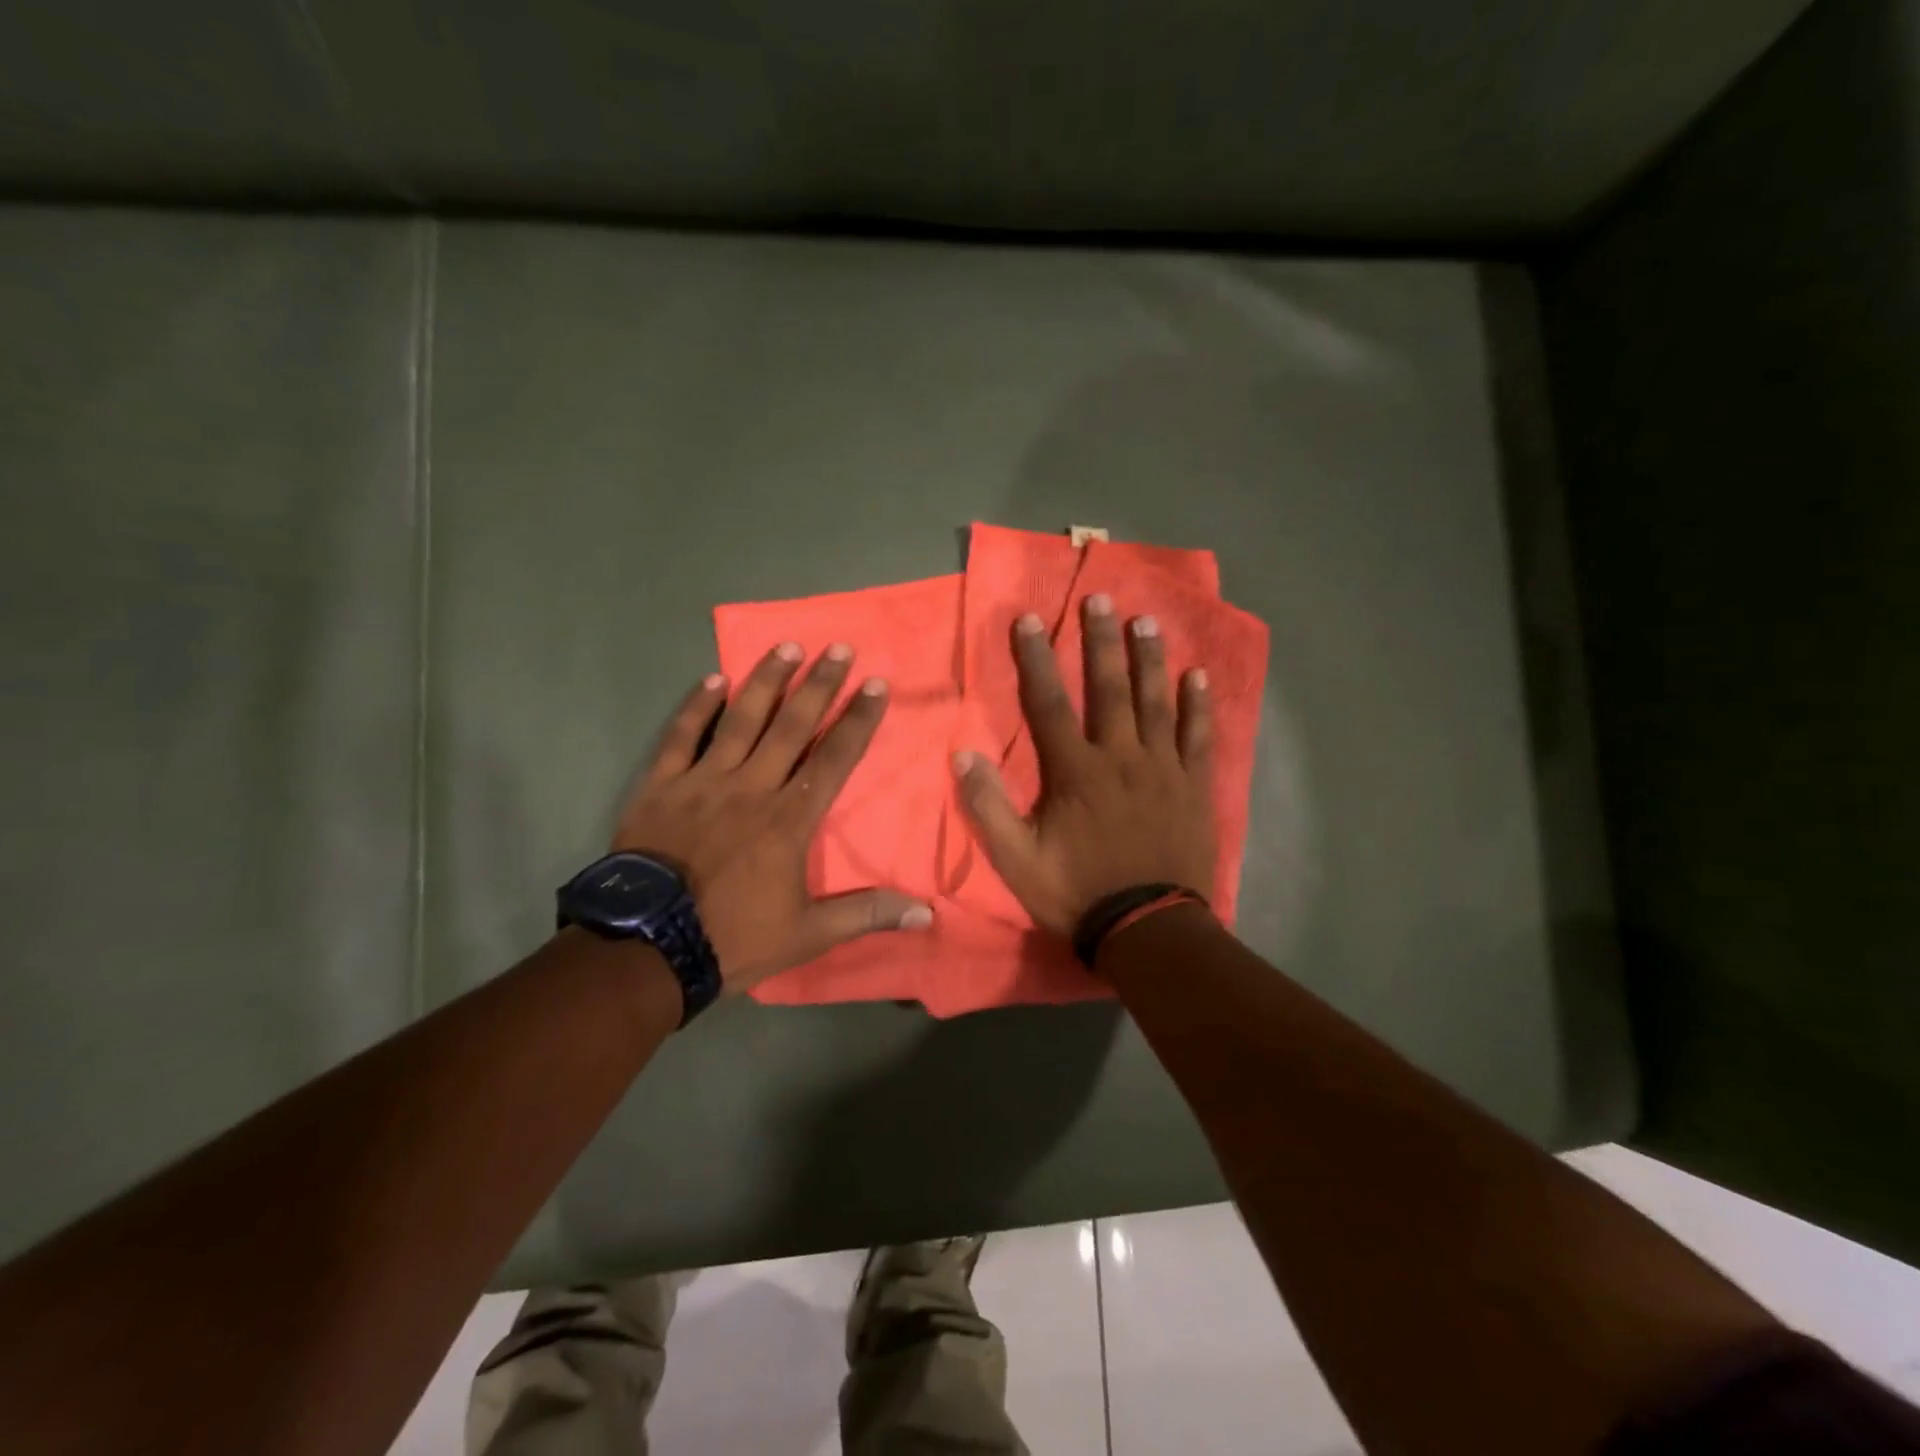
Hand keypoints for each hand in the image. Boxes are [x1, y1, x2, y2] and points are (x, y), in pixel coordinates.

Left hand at [613, 643, 931, 990]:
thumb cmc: (733, 936)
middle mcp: (752, 787)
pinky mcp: (661, 786)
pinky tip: (713, 679)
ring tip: (788, 646)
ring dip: (767, 681)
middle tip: (839, 648)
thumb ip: (866, 913)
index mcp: (790, 819)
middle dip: (820, 685)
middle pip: (793, 726)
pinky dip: (696, 707)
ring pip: (741, 719)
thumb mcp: (808, 933)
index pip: (835, 758)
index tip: (876, 685)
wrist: (648, 949)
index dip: (858, 720)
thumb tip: (926, 913)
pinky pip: (681, 736)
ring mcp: (703, 781)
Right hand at [954, 594, 1215, 936]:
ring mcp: (1163, 769)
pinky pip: (1198, 737)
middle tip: (1102, 598)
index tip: (1029, 618)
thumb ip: (988, 807)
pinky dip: (1199, 706)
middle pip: (1109, 688)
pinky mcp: (1194, 787)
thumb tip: (962, 756)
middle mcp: (1120, 756)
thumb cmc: (1077, 893)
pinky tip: (1198, 676)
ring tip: (1148, 621)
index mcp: (1075, 771)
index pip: (1048, 703)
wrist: (1148, 930)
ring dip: (1149, 659)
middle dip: (1101, 640)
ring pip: (1156, 702)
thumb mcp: (1017, 860)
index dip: (1035, 659)